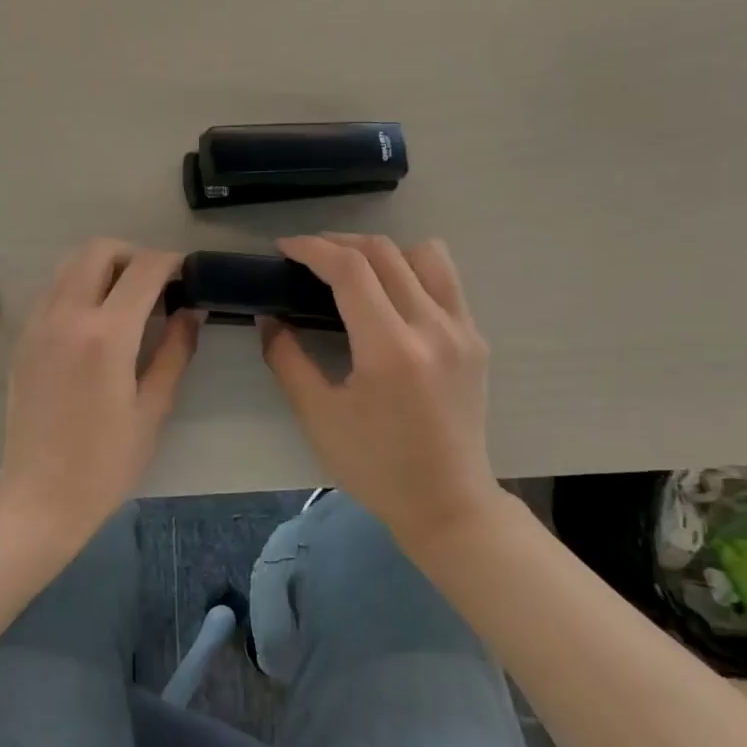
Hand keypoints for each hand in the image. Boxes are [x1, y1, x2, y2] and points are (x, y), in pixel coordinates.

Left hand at [0, 239, 201, 536]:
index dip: (171, 262)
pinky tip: (96, 323)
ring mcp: (38, 325)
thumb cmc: (105, 462)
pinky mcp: (23, 339)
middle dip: (133, 254)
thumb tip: (192, 311)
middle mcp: (67, 315)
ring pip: (69, 264)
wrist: (39, 497)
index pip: (143, 269)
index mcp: (106, 335)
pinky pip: (53, 291)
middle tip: (156, 285)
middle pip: (99, 250)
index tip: (188, 275)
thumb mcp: (153, 408)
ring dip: (102, 267)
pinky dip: (78, 287)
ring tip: (127, 300)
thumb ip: (175, 351)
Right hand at [260, 234, 507, 543]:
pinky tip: (389, 297)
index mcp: (391, 349)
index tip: (284, 249)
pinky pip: (446, 281)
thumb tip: (270, 317)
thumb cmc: (375, 466)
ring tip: (353, 271)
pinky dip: (412, 271)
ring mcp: (462, 331)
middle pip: (384, 252)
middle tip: (307, 256)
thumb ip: (286, 359)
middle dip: (338, 243)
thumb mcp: (317, 416)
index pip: (350, 270)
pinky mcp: (475, 340)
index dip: (312, 249)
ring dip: (382, 251)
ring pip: (425, 254)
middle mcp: (433, 328)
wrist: (447, 503)